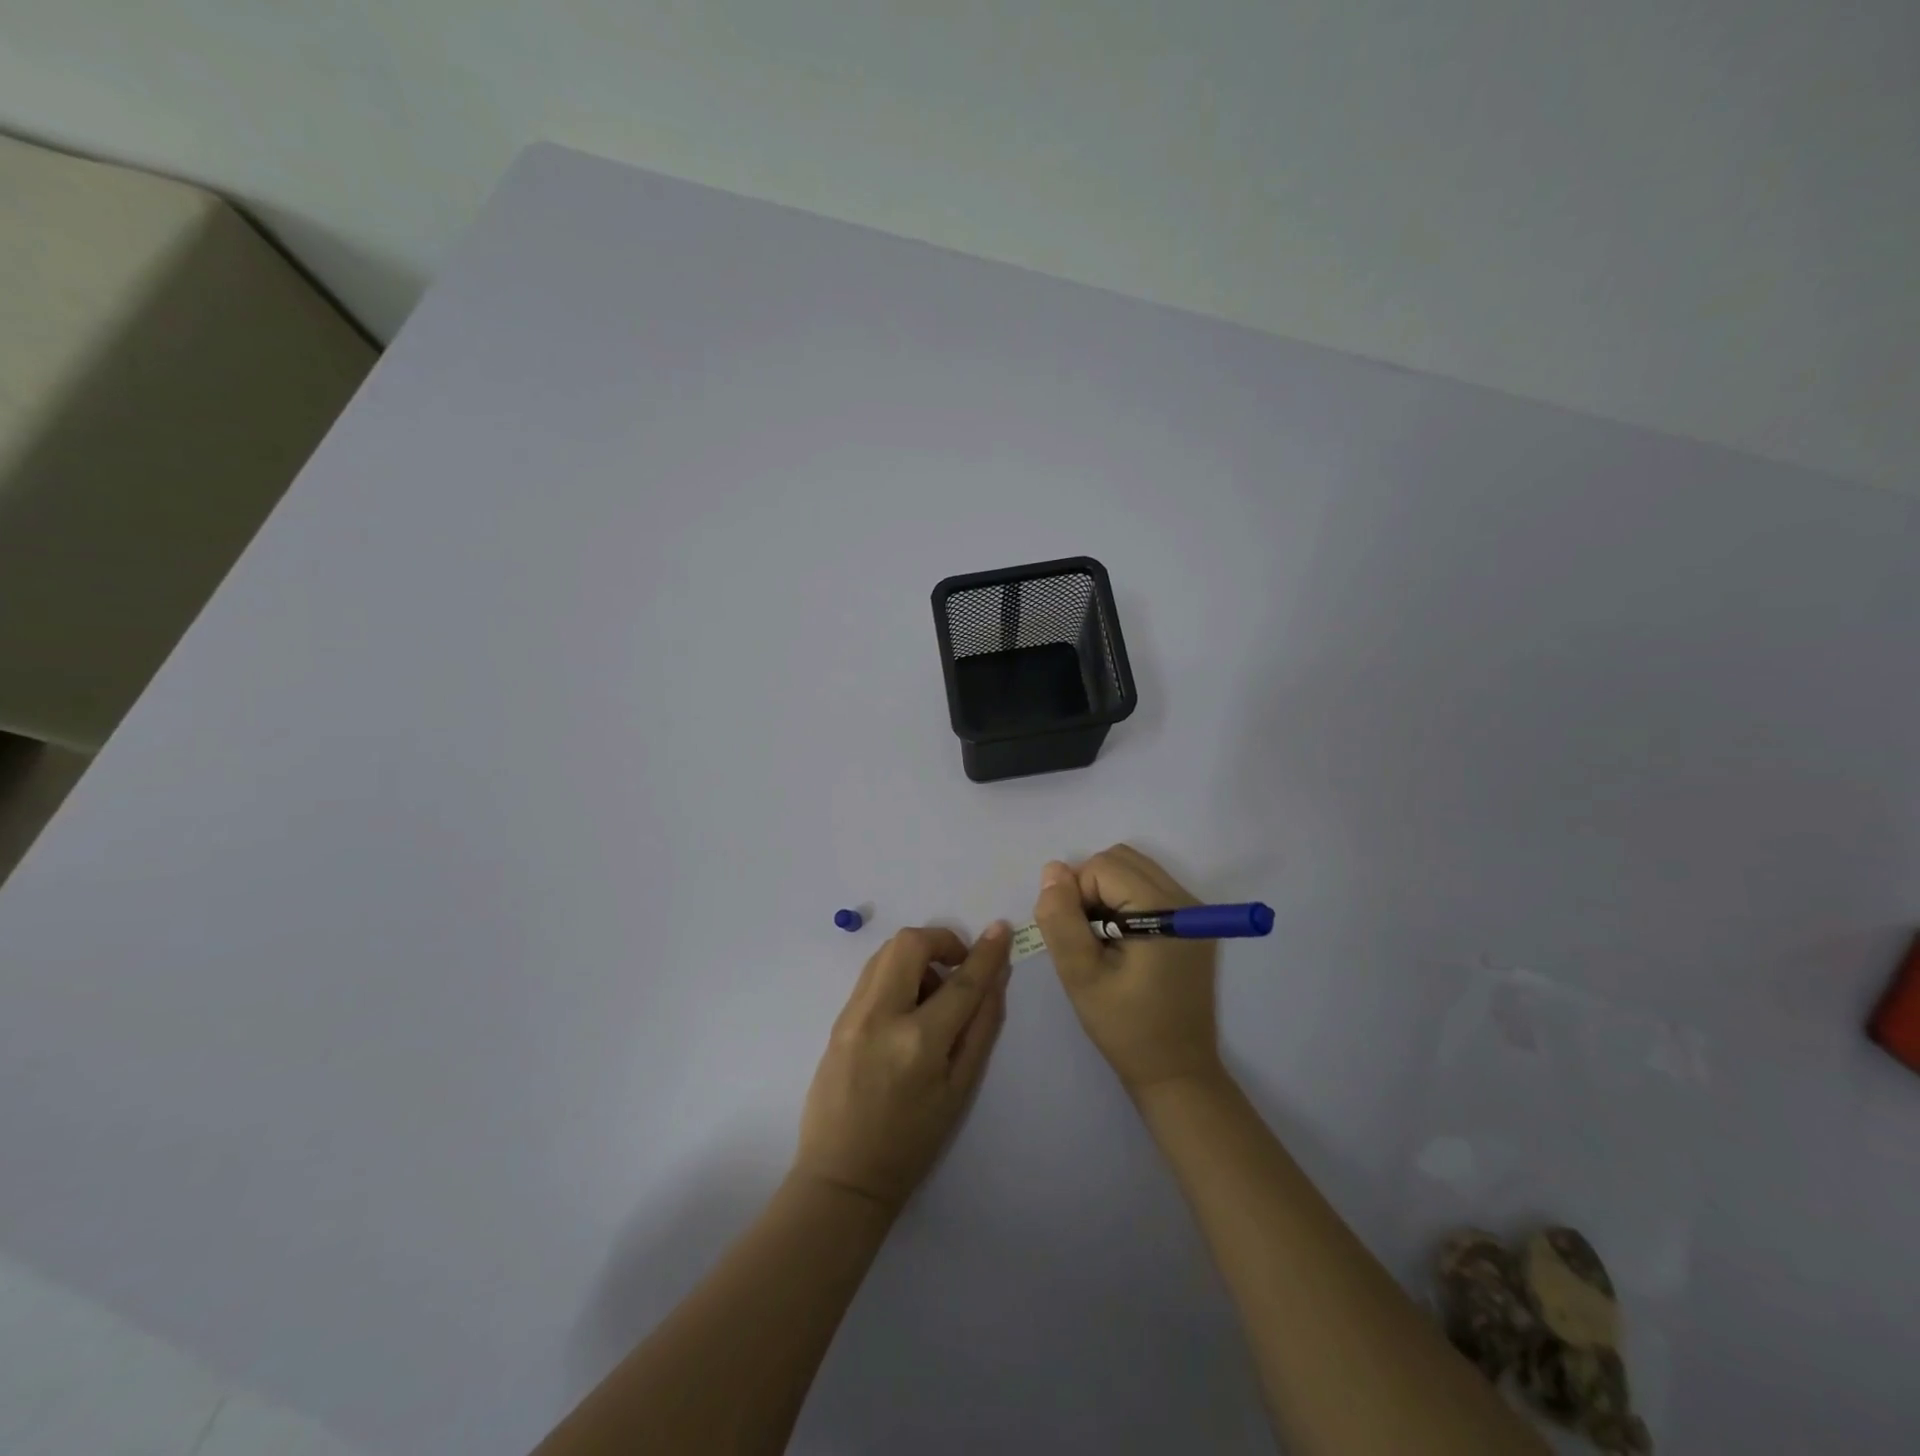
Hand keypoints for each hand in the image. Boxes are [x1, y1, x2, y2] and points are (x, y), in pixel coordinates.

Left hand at [794, 923, 1011, 1213]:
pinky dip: (896, 972)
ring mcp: (852, 1014)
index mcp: (919, 1042)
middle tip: (957, 967)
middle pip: (910, 943)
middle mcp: (881, 1016)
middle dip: (941, 941)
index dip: (986, 953)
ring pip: (886, 951)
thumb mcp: (959, 1090)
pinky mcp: (837, 1018)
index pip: (961, 982)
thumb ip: (981, 1028)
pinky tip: (907, 1006)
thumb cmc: (911, 1142)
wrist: (842, 1175)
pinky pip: (871, 974)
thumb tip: (996, 980)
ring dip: (917, 956)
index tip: (1001, 929)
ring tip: (931, 992)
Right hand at [1033, 845, 1222, 1096]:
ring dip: (1105, 894)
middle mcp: (1186, 900)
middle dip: (1090, 888)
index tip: (1079, 941)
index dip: (1077, 896)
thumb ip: (1061, 919)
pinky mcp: (1192, 925)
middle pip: (1120, 859)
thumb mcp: (1081, 976)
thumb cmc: (1126, 1028)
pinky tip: (1119, 943)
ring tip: (1101, 941)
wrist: (1176, 1073)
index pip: (1102, 867)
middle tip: (1086, 937)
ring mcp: (1193, 911)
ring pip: (1133, 870)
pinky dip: (1123, 902)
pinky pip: (1147, 888)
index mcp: (1164, 911)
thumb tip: (1052, 870)